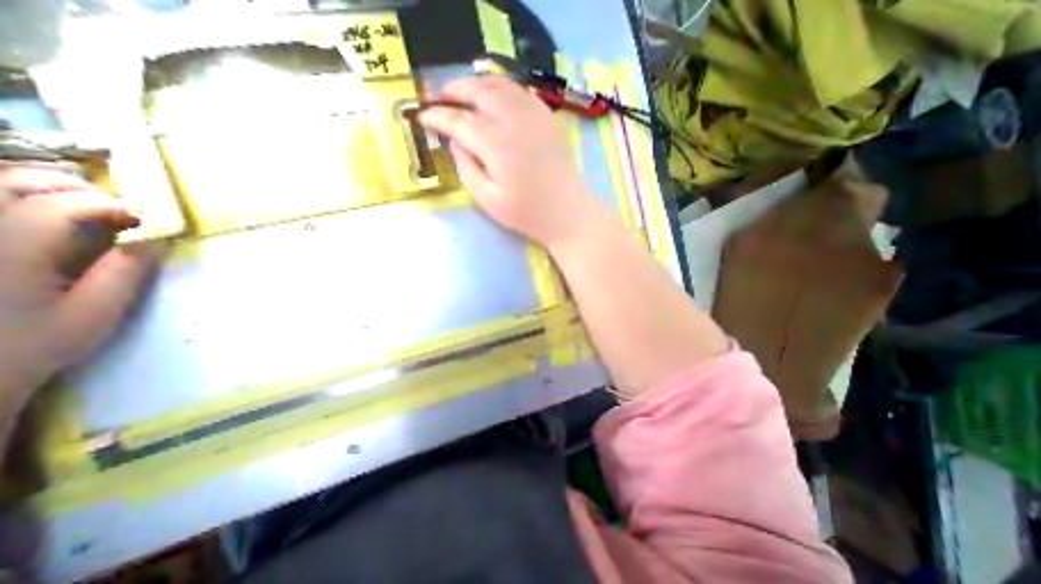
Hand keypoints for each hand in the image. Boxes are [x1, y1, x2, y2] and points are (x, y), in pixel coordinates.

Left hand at [0, 164, 157, 397]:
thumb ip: (125, 273)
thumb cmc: (30, 344)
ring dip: (49, 189)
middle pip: (19, 181)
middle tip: (120, 211)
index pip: (65, 206)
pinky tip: (44, 215)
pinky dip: (21, 200)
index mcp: (10, 249)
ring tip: (87, 209)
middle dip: (80, 189)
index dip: (115, 207)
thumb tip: (153, 240)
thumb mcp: (93, 313)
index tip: (149, 222)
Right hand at [419, 74, 597, 248]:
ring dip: (474, 84)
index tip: (422, 116)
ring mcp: (533, 114)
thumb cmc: (527, 213)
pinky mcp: (546, 117)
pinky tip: (492, 96)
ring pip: (498, 85)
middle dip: (452, 90)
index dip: (437, 116)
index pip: (458, 120)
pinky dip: (499, 87)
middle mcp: (513, 119)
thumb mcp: (488, 199)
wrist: (567, 212)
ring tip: (460, 92)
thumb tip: (455, 140)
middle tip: (436, 97)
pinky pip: (518, 90)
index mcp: (495, 143)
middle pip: (477, 91)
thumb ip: (466, 167)